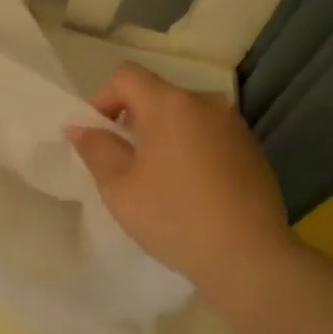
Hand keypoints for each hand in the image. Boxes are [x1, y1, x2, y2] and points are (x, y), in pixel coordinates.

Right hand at [67, 63, 292, 291]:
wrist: (249, 257)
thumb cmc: (174, 217)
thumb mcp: (119, 187)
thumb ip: (96, 149)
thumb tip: (79, 127)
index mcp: (170, 104)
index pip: (126, 76)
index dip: (102, 99)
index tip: (97, 136)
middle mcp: (206, 103)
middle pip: (157, 95)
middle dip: (133, 121)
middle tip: (123, 164)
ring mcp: (235, 126)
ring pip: (185, 117)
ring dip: (163, 136)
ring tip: (158, 180)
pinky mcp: (253, 150)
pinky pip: (209, 136)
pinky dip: (191, 150)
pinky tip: (191, 191)